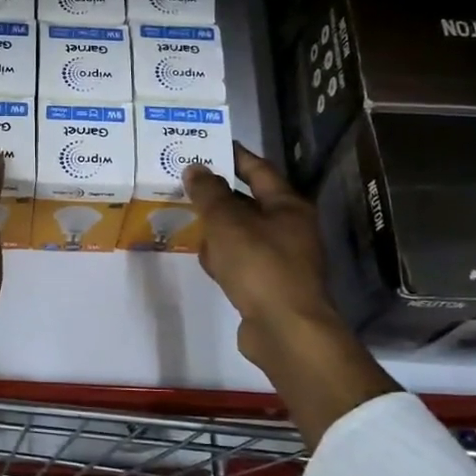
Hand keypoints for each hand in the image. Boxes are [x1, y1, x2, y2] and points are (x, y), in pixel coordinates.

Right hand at [185, 145, 395, 443]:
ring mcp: (282, 258)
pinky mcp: (270, 285)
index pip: (258, 169)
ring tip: (185, 215)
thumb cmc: (260, 266)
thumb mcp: (228, 223)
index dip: (234, 156)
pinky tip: (203, 258)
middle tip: (185, 182)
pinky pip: (241, 260)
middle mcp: (290, 228)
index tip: (207, 145)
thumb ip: (210, 194)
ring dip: (218, 226)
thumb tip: (196, 168)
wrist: (285, 330)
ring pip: (243, 233)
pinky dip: (223, 255)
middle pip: (250, 201)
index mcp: (287, 206)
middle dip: (219, 193)